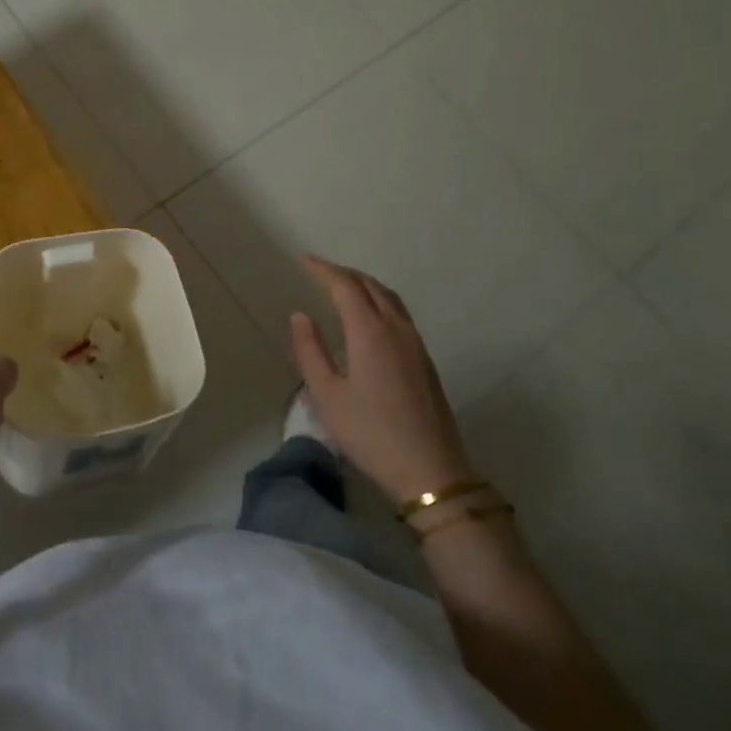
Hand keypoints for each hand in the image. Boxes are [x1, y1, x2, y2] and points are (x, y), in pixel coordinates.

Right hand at [289, 256, 473, 505]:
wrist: (430, 470)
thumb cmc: (370, 434)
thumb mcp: (327, 396)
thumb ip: (310, 351)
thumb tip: (300, 316)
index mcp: (370, 331)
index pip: (345, 286)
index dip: (323, 270)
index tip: (304, 260)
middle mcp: (396, 328)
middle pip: (370, 285)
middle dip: (343, 273)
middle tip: (319, 272)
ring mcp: (415, 343)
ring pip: (389, 297)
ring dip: (364, 285)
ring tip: (342, 287)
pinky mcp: (424, 359)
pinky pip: (399, 313)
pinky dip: (378, 301)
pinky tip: (368, 317)